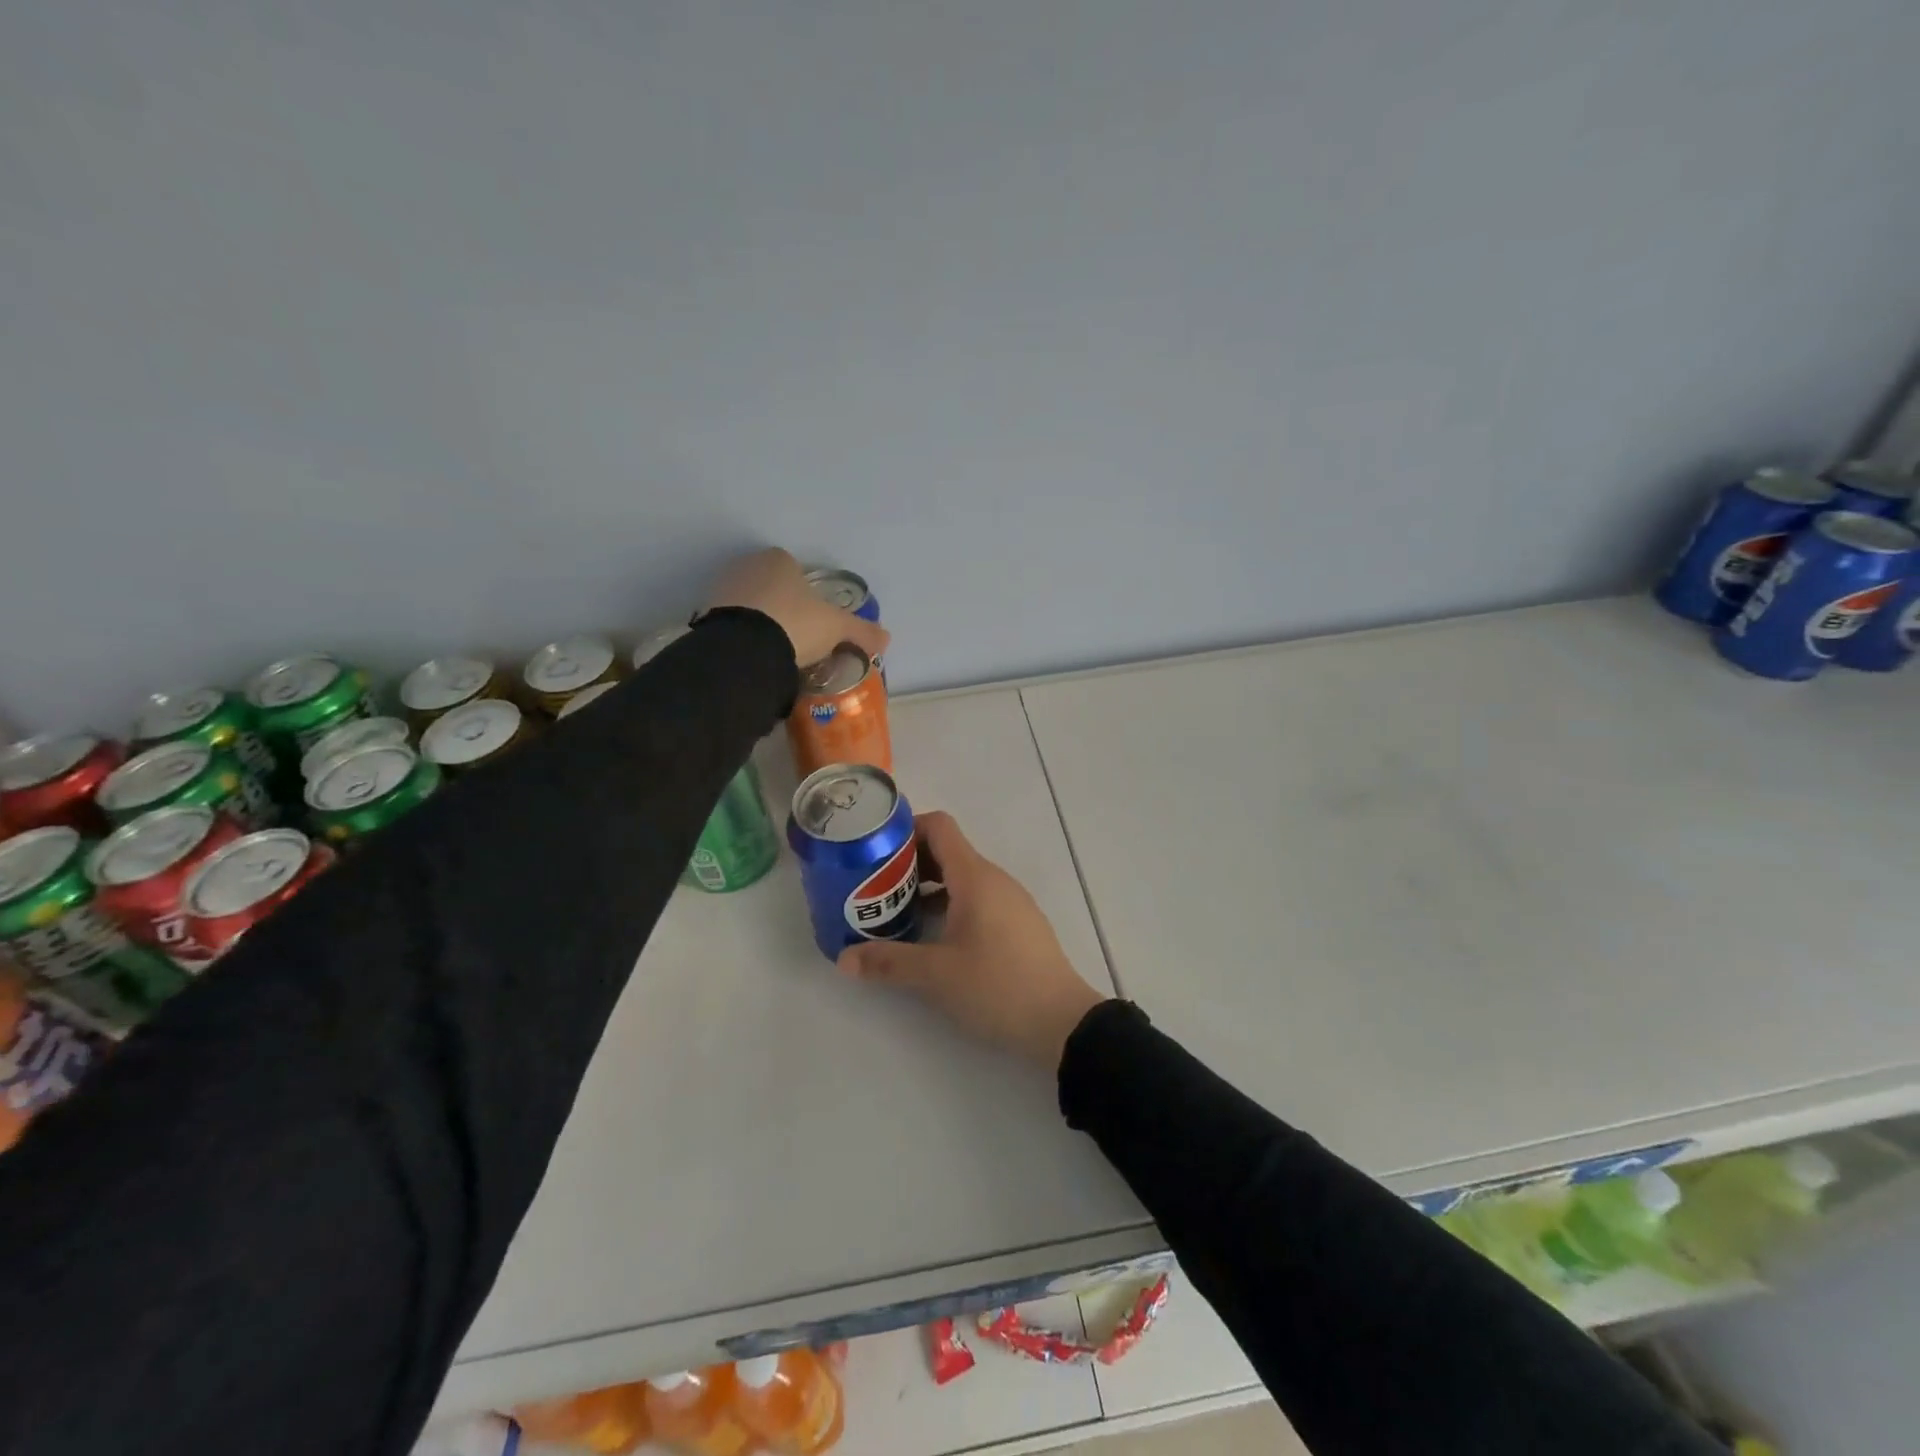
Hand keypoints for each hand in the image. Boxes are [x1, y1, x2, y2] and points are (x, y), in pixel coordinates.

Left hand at [705, 548, 889, 669]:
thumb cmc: (795, 624)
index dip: (808, 595)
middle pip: (772, 587)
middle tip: (798, 639)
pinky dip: (743, 637)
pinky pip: (732, 625)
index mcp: (779, 559)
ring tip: (776, 652)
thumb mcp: (837, 628)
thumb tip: (886, 638)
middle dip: (783, 608)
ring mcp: (722, 589)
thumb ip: (861, 631)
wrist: (744, 649)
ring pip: (750, 605)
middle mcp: (747, 566)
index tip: (815, 621)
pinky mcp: (705, 615)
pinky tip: (754, 656)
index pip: (796, 570)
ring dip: (761, 623)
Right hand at [837, 811, 1107, 1069]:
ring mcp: (1009, 901)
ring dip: (928, 888)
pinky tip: (930, 937)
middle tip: (873, 886)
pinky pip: (977, 898)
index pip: (939, 826)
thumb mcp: (936, 975)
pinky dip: (949, 905)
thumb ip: (888, 962)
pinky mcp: (1017, 924)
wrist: (1062, 1021)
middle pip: (947, 851)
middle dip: (909, 863)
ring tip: (895, 913)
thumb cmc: (997, 985)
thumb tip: (844, 959)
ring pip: (961, 878)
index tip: (876, 849)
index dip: (906, 828)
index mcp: (975, 877)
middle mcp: (994, 879)